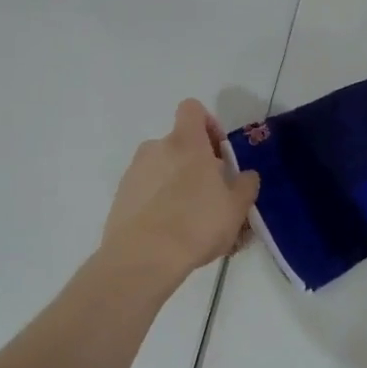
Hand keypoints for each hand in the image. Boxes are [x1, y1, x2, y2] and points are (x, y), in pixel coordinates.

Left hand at [97, 100, 259, 288]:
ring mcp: (134, 172)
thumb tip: (246, 175)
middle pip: (178, 144)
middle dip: (194, 163)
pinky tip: (168, 231)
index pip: (192, 109)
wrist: (143, 258)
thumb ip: (246, 185)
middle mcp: (156, 148)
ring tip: (189, 218)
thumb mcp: (236, 208)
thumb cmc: (197, 224)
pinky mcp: (120, 197)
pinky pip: (145, 190)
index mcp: (186, 142)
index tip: (218, 151)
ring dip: (175, 183)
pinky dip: (156, 202)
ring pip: (161, 168)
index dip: (207, 124)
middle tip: (210, 194)